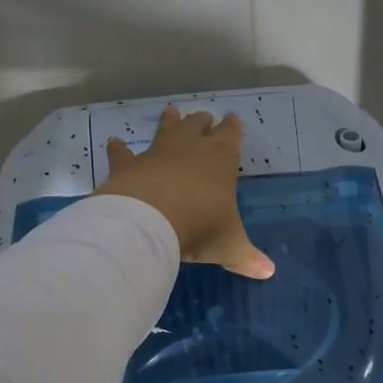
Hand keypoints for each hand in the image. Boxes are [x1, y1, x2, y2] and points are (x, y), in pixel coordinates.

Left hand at [96, 106, 274, 278]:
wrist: (149, 220)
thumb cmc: (200, 226)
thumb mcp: (229, 245)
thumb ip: (246, 256)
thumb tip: (268, 272)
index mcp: (221, 159)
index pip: (231, 136)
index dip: (233, 128)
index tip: (234, 119)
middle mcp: (190, 148)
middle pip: (198, 126)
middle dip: (203, 122)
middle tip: (205, 116)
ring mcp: (156, 153)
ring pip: (165, 130)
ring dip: (168, 121)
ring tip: (171, 110)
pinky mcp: (128, 165)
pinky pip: (123, 153)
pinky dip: (118, 148)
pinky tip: (114, 142)